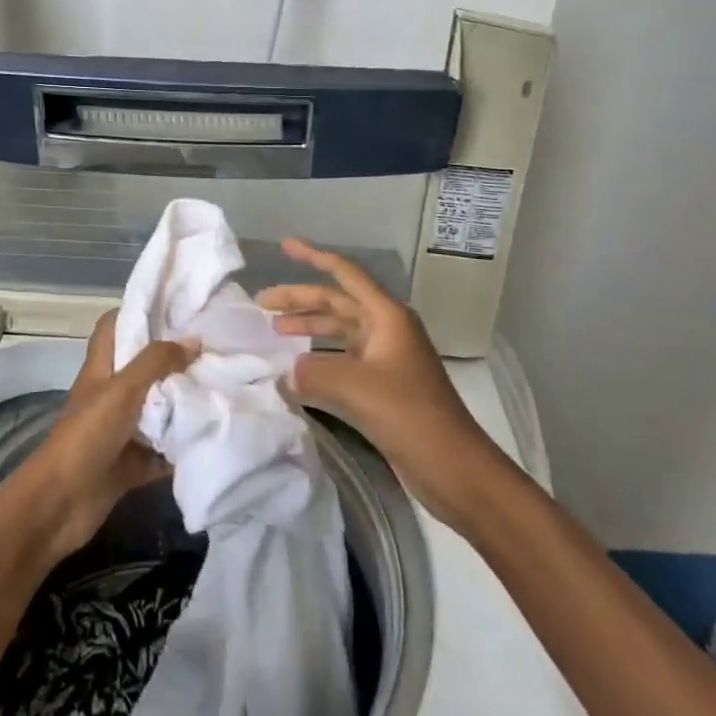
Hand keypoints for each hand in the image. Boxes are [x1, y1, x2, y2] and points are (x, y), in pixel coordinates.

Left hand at [0, 312, 190, 564]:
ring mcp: (121, 430)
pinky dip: (182, 446)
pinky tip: (213, 435)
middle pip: (144, 368)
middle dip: (175, 360)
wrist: (61, 504)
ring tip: (223, 388)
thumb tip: (194, 340)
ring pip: (157, 409)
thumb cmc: (88, 435)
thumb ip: (157, 362)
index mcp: (102, 369)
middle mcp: (111, 395)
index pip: (114, 327)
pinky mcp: (131, 464)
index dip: (137, 312)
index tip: (174, 308)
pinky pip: (163, 450)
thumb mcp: (123, 389)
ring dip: (184, 404)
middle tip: (214, 349)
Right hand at [258, 238, 500, 526]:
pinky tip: (297, 368)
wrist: (454, 467)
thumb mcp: (356, 387)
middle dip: (300, 299)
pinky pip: (343, 359)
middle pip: (337, 302)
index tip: (284, 247)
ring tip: (274, 331)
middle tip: (261, 304)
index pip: (345, 274)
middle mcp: (386, 329)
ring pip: (339, 331)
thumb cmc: (410, 415)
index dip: (313, 257)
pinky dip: (319, 358)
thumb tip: (287, 370)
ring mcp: (385, 358)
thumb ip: (313, 371)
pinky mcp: (382, 386)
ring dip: (308, 327)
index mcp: (387, 316)